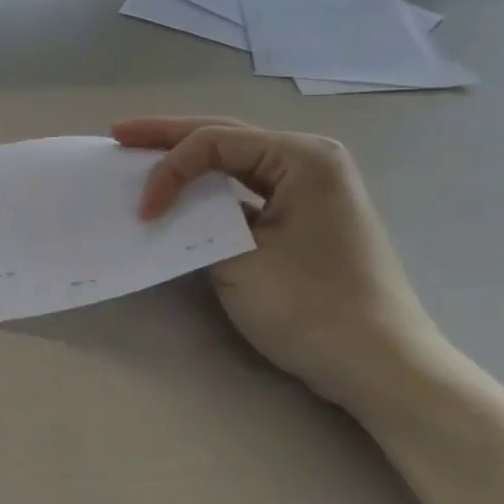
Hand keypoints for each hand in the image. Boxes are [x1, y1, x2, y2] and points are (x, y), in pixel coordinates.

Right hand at [112, 116, 450, 410]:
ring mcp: (312, 188)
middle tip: (119, 134)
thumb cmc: (313, 309)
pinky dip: (210, 187)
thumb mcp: (239, 261)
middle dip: (168, 136)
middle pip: (224, 136)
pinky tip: (184, 188)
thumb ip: (196, 223)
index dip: (168, 170)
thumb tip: (170, 211)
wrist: (384, 369)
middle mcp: (310, 160)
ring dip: (188, 158)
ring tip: (142, 152)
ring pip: (235, 160)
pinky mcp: (305, 215)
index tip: (144, 213)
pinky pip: (247, 187)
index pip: (214, 142)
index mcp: (303, 158)